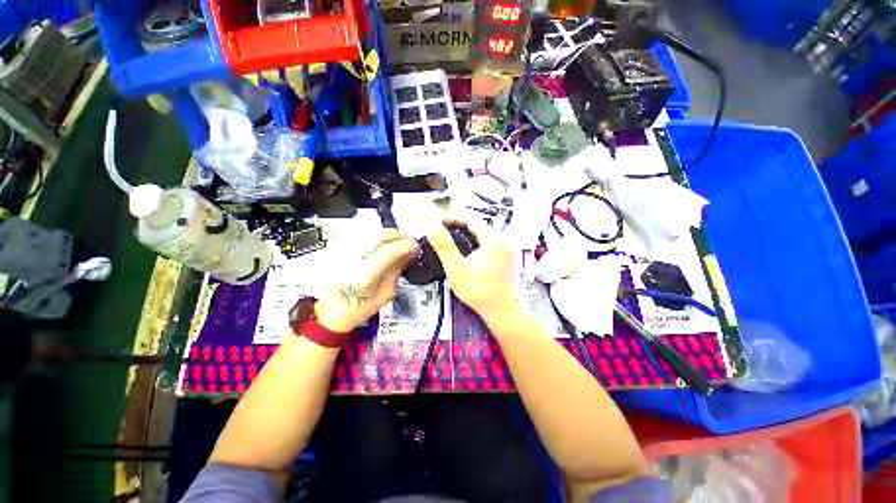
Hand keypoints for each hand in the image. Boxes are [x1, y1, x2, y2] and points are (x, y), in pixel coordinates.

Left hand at [314, 229, 418, 332]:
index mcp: (361, 277)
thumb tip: (409, 252)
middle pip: (376, 236)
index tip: (416, 246)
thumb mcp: (386, 294)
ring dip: (387, 233)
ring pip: (367, 231)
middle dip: (397, 234)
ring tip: (398, 239)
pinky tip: (382, 240)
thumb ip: (397, 270)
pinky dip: (374, 234)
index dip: (405, 246)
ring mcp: (338, 252)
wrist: (329, 313)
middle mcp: (347, 261)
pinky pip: (358, 234)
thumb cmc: (359, 308)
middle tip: (409, 239)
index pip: (387, 252)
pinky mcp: (334, 249)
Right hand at [425, 210, 517, 322]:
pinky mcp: (504, 254)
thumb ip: (443, 245)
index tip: (435, 221)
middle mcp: (502, 238)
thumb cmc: (478, 291)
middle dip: (456, 221)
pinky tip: (462, 245)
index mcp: (493, 239)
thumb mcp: (456, 268)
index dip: (451, 215)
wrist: (501, 311)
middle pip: (477, 222)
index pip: (470, 217)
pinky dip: (472, 238)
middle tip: (438, 228)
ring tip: (446, 234)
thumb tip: (431, 224)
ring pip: (481, 230)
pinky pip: (485, 239)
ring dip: (464, 229)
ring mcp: (505, 246)